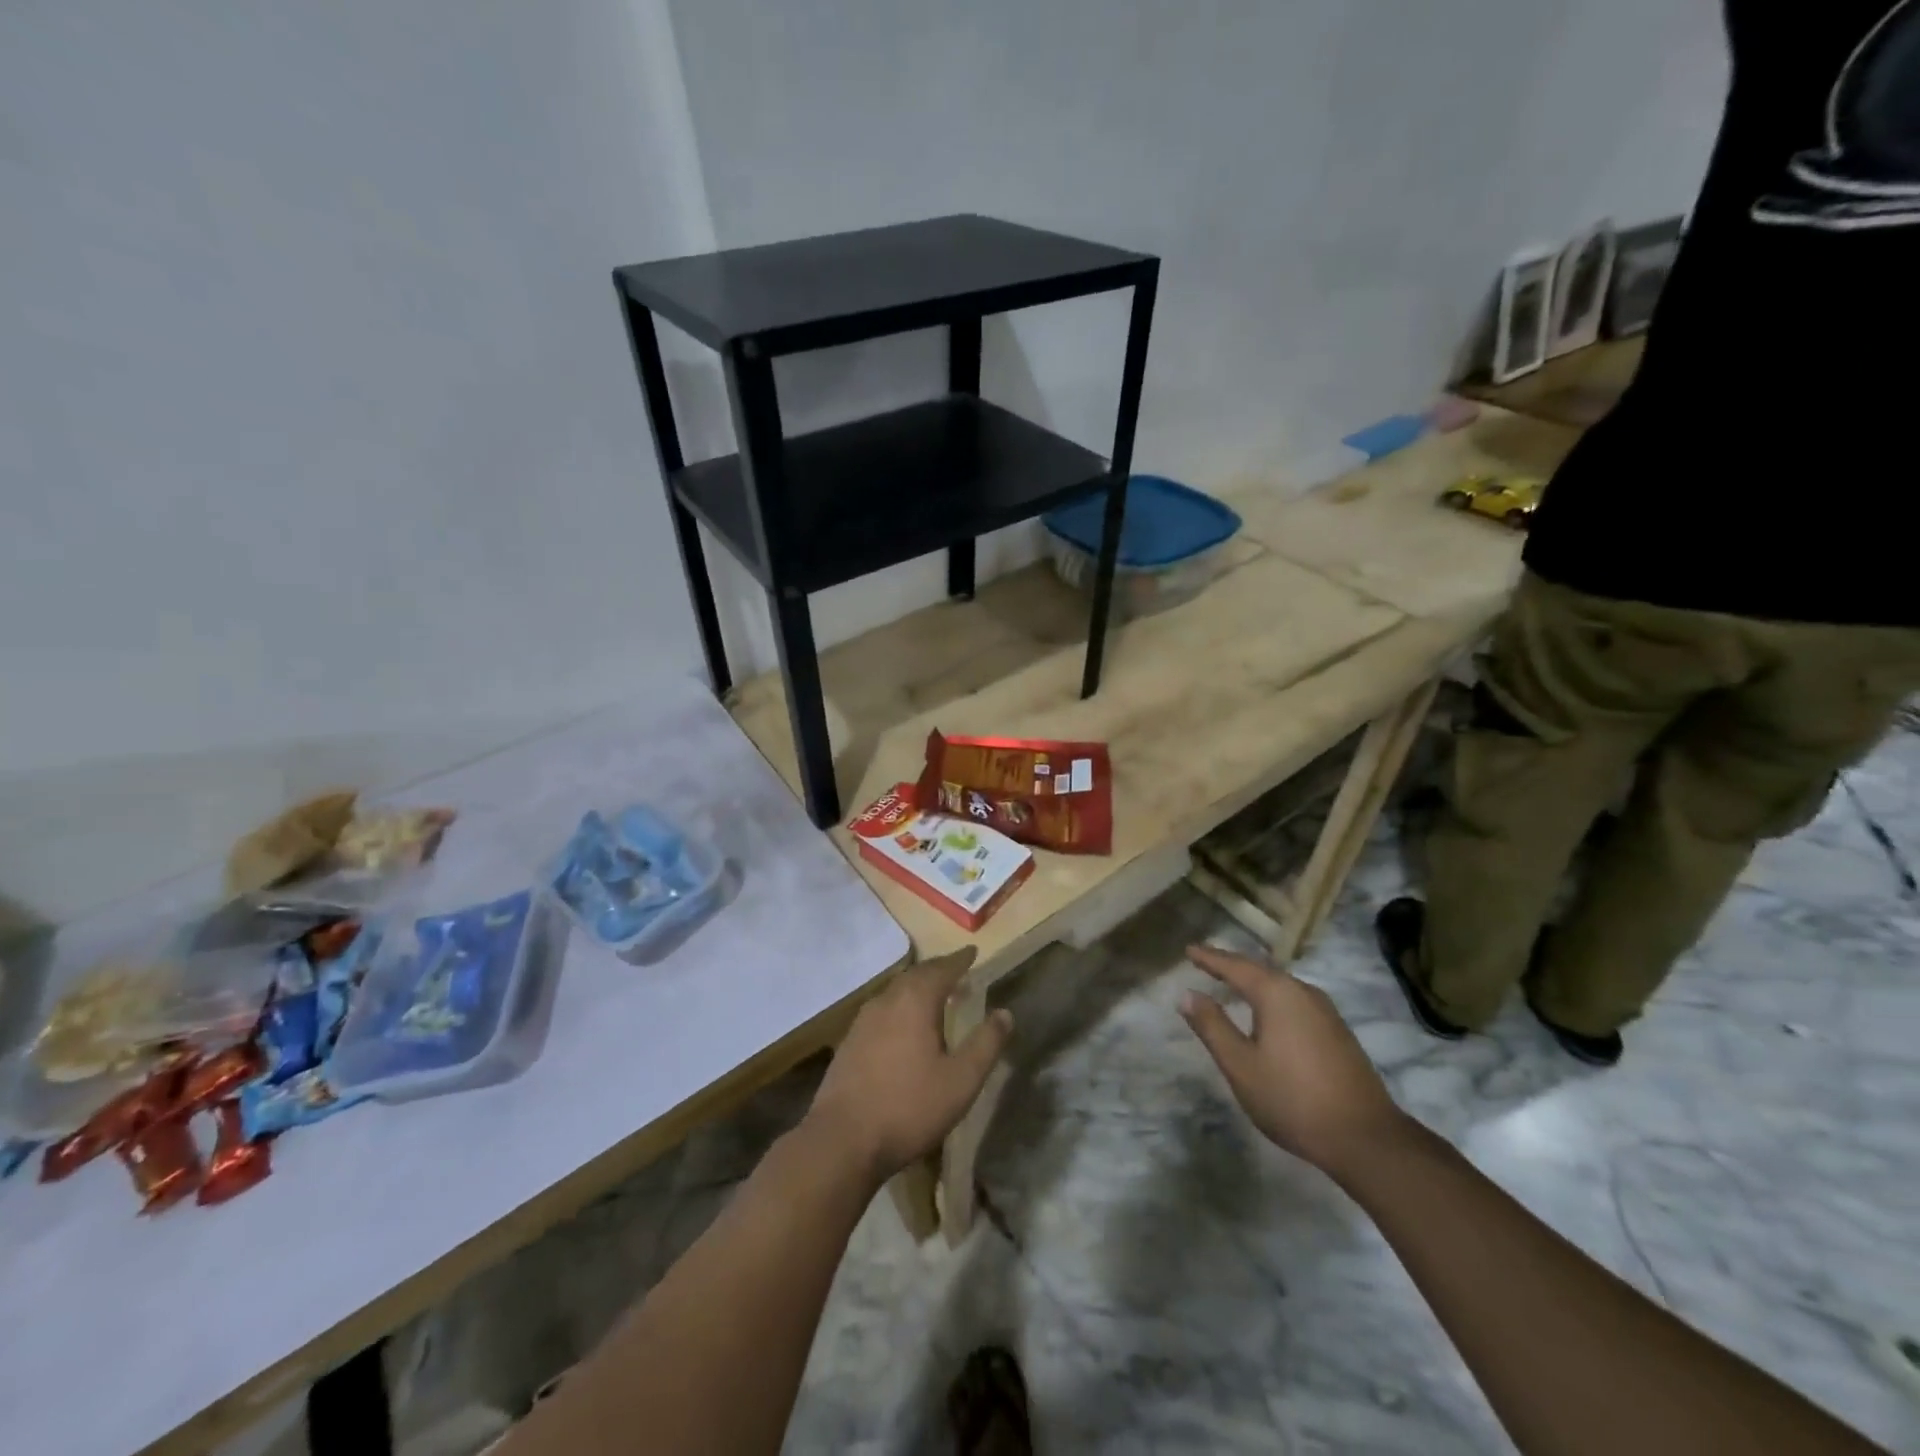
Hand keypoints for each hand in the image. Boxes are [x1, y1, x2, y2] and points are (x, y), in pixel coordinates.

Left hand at [806, 948, 1012, 1183]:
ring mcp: (863, 1021)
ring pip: (896, 992)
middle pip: (916, 975)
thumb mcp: (961, 1081)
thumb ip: (985, 1044)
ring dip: (917, 988)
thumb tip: (1005, 1013)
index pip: (942, 969)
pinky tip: (903, 1026)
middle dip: (938, 971)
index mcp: (915, 1002)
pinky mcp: (849, 1042)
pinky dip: (900, 1006)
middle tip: (957, 971)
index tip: (973, 952)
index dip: (959, 960)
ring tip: (934, 996)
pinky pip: (882, 1010)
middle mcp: (887, 1001)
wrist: (842, 1140)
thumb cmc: (909, 1107)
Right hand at [1179, 944, 1408, 1176]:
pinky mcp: (1337, 1031)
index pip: (1234, 965)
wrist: (1365, 1138)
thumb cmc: (1292, 1098)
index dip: (1209, 958)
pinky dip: (1272, 997)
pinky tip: (1267, 1012)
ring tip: (1232, 982)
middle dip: (1231, 965)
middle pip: (1259, 970)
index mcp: (1276, 993)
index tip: (1188, 949)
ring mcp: (1325, 1010)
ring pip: (1280, 985)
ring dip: (1253, 981)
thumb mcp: (1240, 1065)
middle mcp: (1302, 991)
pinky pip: (1294, 1000)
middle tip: (1206, 962)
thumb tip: (1187, 994)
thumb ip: (1212, 1026)